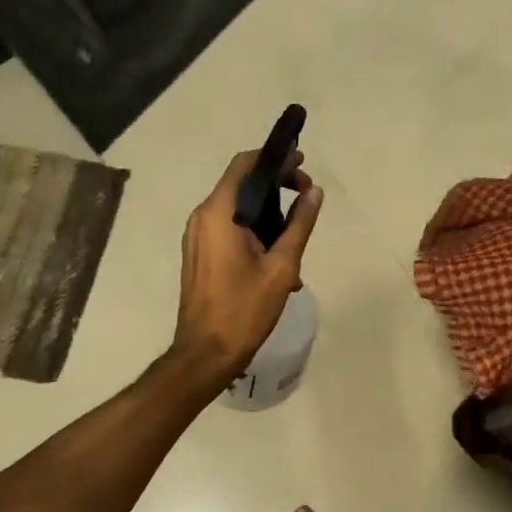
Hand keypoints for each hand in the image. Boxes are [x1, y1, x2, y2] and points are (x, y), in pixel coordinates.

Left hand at [171, 150, 323, 383]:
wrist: (205, 353)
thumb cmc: (244, 309)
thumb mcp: (282, 267)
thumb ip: (299, 224)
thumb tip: (314, 192)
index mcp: (219, 214)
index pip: (244, 165)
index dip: (273, 157)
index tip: (301, 164)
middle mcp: (202, 217)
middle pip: (241, 183)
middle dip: (275, 183)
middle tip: (306, 194)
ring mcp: (197, 236)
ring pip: (237, 207)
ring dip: (268, 210)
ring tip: (298, 228)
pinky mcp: (199, 253)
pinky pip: (229, 227)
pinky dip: (254, 229)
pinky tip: (279, 255)